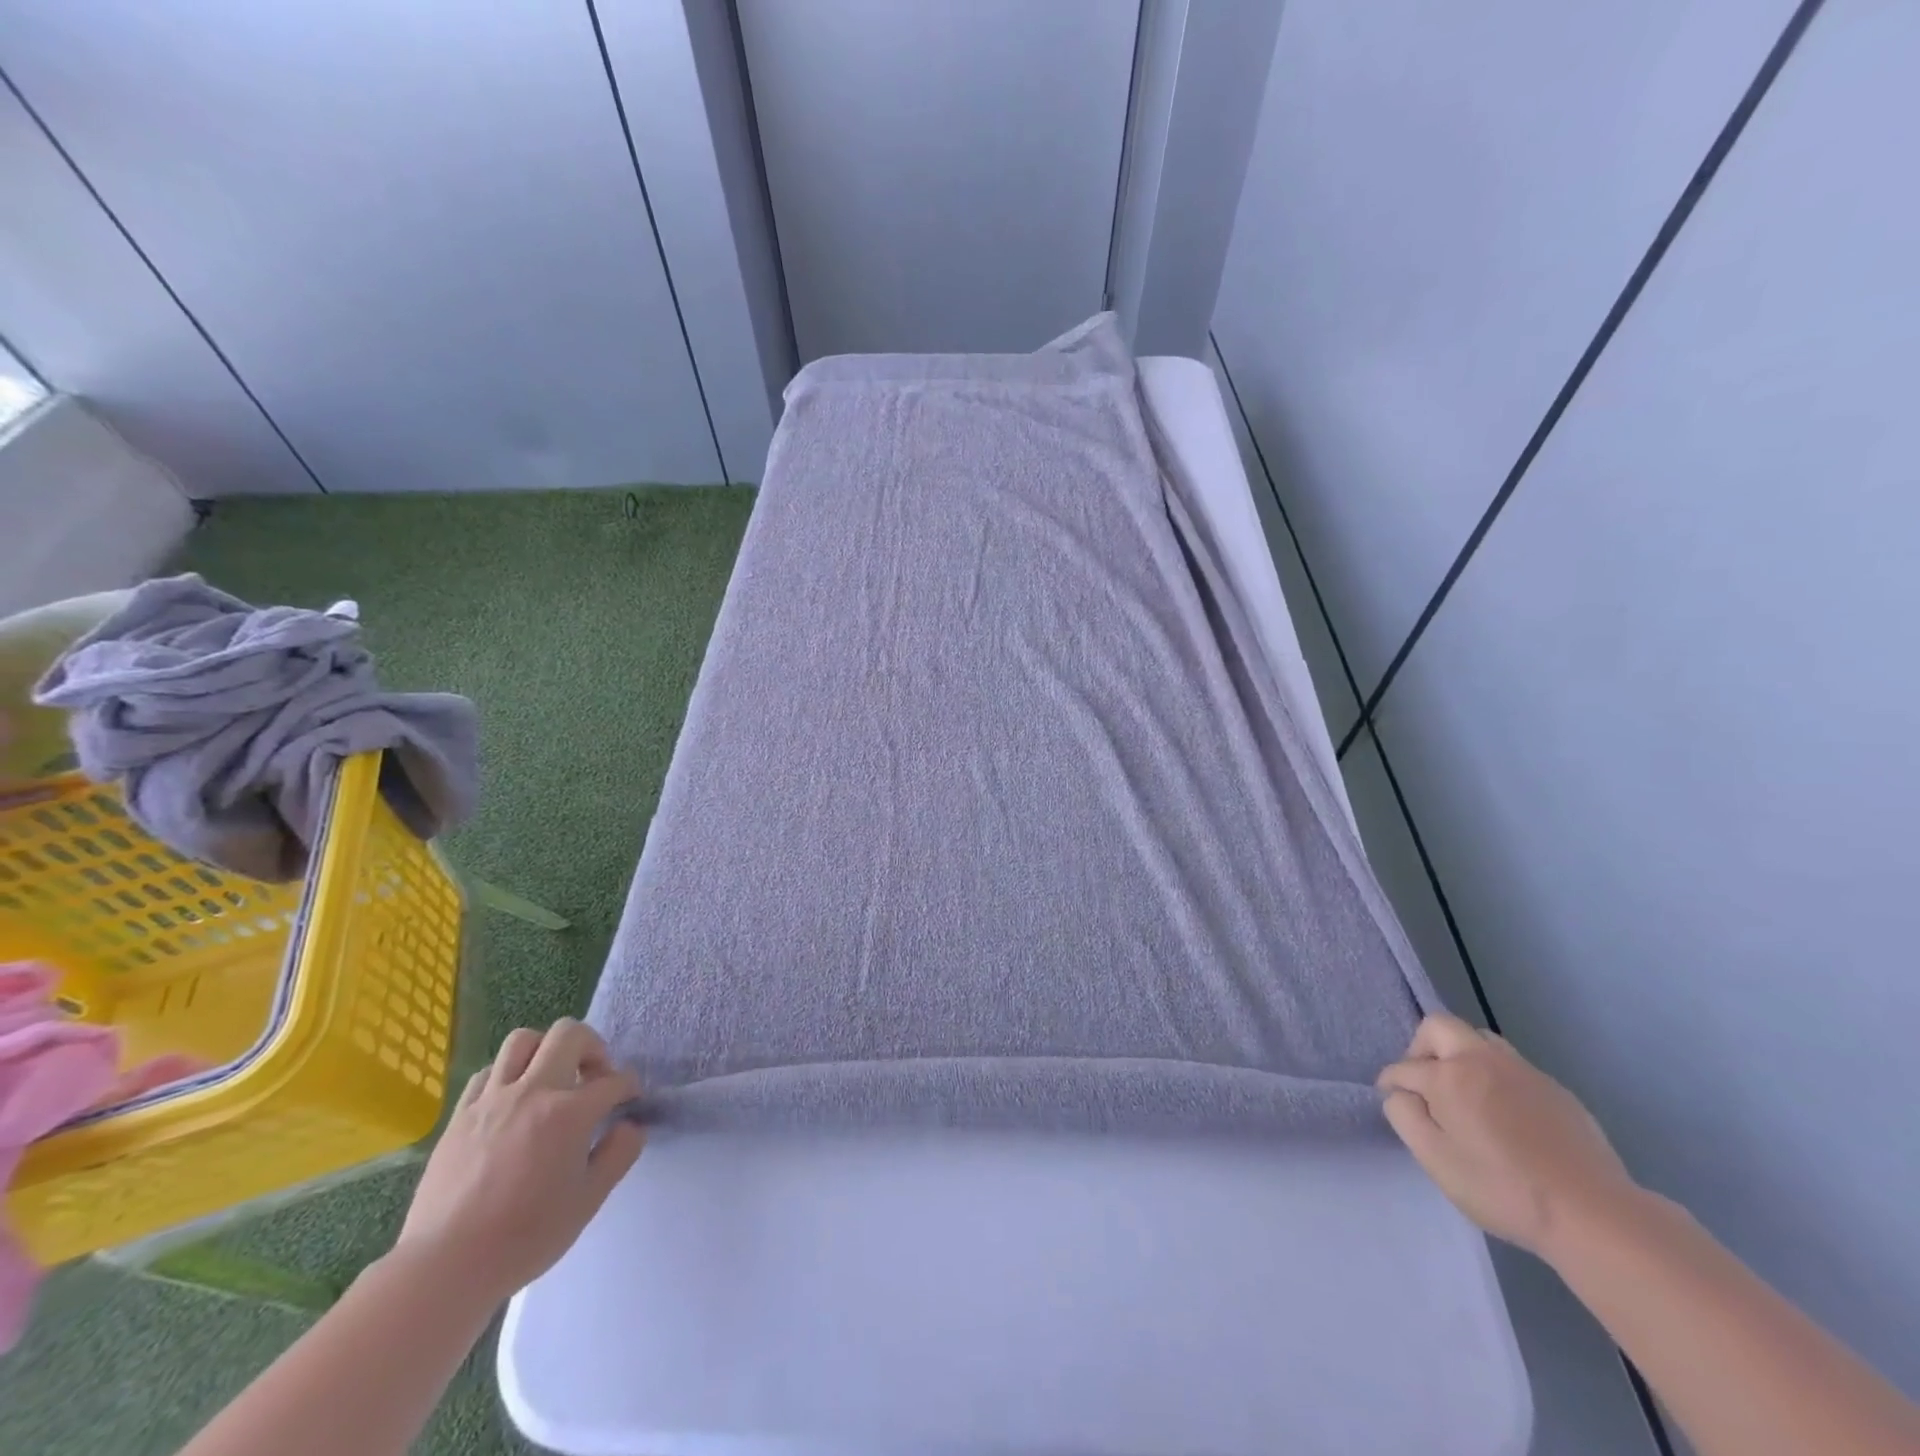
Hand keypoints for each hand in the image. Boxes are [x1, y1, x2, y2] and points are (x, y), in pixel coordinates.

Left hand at [396, 1018, 643, 1303]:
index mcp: (570, 1112)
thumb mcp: (588, 1200)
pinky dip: (507, 1075)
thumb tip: (631, 1126)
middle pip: (569, 1034)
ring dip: (546, 1050)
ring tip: (551, 1078)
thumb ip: (618, 1154)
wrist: (444, 1266)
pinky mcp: (460, 1115)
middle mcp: (533, 1091)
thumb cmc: (525, 1237)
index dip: (629, 1086)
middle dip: (593, 1046)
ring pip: (523, 1040)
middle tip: (594, 1075)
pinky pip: (488, 1072)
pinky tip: (512, 1101)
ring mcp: (492, 1099)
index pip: (613, 1080)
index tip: (630, 1099)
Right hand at [1376, 1013, 1640, 1258]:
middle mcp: (1482, 1059)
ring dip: (1461, 1057)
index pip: (1404, 1067)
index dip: (1391, 1083)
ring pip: (1479, 1039)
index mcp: (1448, 1075)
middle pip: (1439, 1027)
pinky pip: (1512, 1067)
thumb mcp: (1435, 1159)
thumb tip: (1402, 1094)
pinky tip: (1506, 1117)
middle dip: (1421, 1049)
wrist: (1594, 1215)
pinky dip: (1495, 1078)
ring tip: (1465, 1096)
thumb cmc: (1502, 1188)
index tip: (1392, 1100)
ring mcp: (1523, 1071)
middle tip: (1426, 1085)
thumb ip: (1404, 1116)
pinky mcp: (1555, 1089)